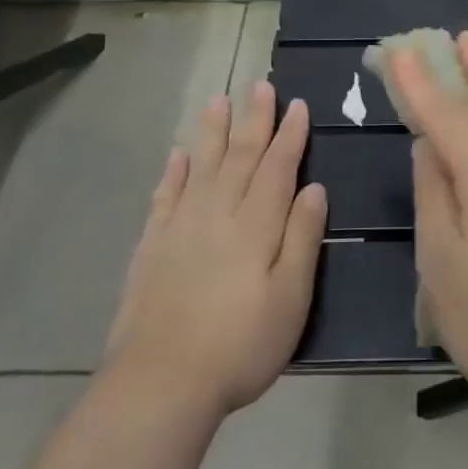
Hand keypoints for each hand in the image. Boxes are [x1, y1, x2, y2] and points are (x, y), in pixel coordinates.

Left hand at [105, 82, 326, 415]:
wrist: (160, 383)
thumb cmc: (240, 345)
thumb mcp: (291, 298)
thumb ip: (302, 238)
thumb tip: (315, 188)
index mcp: (257, 225)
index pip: (278, 167)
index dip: (289, 135)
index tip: (296, 104)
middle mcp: (219, 213)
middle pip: (240, 156)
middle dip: (254, 119)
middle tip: (260, 86)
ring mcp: (181, 227)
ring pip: (202, 166)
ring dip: (213, 132)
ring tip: (219, 100)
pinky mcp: (152, 246)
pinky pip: (166, 196)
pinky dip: (174, 172)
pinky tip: (179, 155)